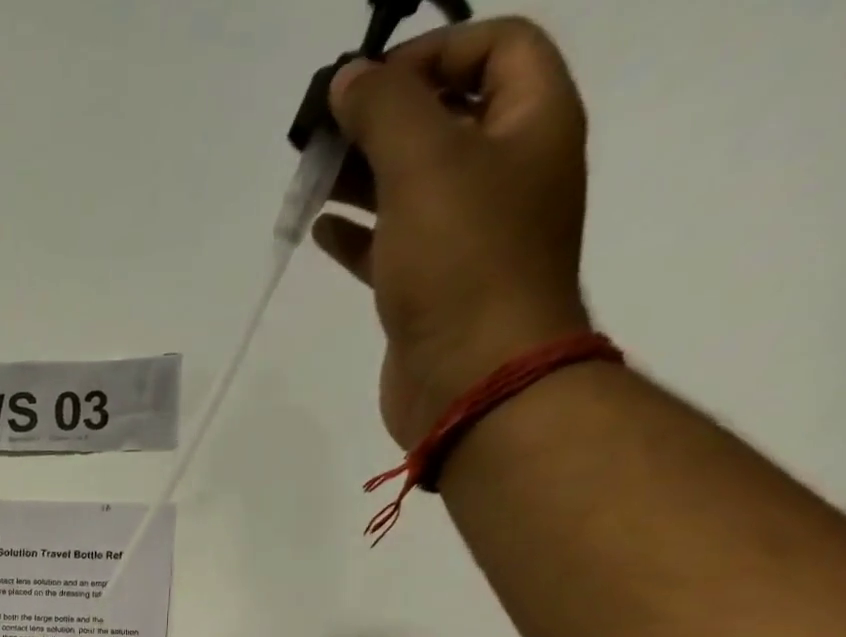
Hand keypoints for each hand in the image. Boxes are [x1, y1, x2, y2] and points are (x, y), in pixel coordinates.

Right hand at [313, 18, 592, 447]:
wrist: (473, 380)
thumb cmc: (463, 262)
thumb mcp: (426, 163)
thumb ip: (386, 110)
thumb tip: (349, 78)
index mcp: (532, 124)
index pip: (496, 47)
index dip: (433, 50)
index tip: (368, 81)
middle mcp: (507, 173)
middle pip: (446, 118)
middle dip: (384, 117)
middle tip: (325, 133)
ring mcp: (468, 237)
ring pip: (412, 186)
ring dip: (363, 175)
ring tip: (312, 177)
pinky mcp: (431, 290)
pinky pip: (392, 246)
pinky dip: (358, 234)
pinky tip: (321, 230)